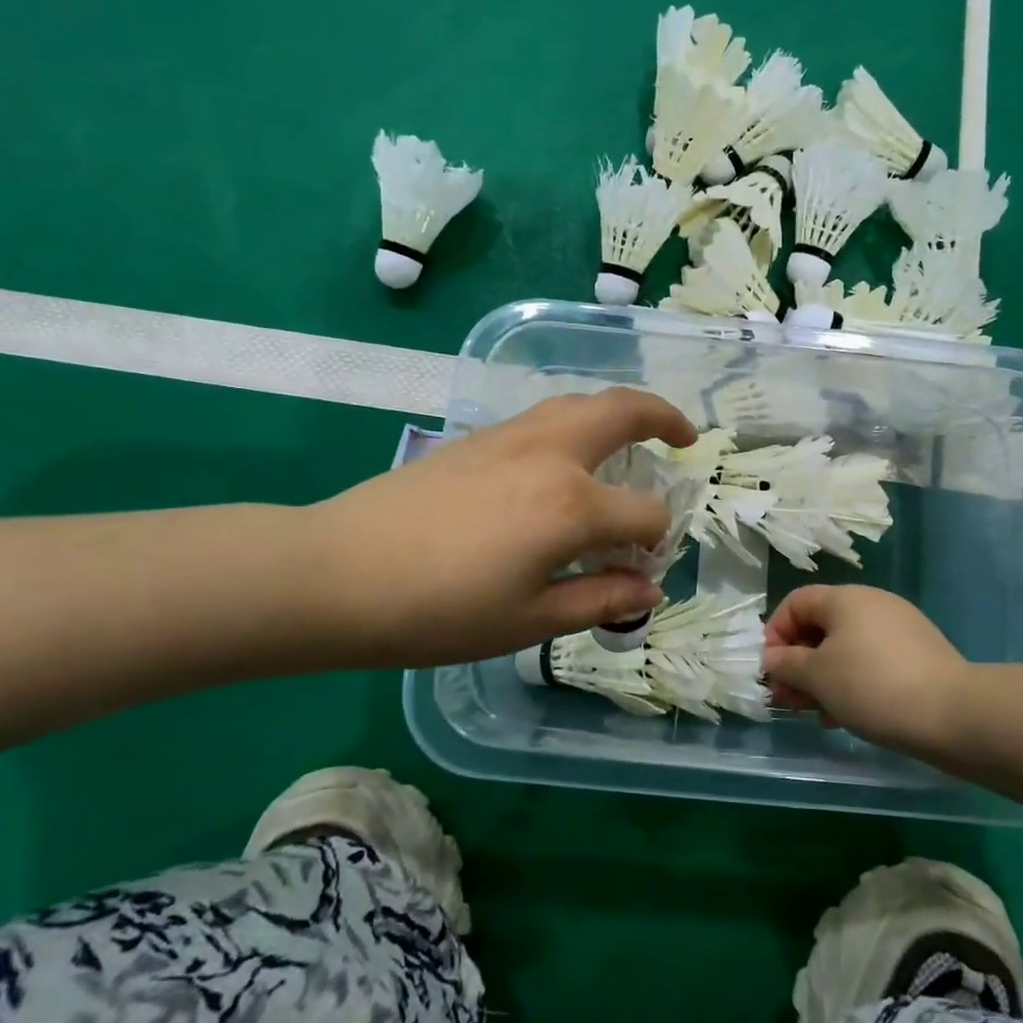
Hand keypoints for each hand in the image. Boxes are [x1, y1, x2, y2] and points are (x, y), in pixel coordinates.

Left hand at [304, 389, 695, 667]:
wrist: (338, 572)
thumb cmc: (439, 611)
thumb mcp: (529, 620)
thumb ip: (598, 598)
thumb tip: (649, 588)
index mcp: (572, 505)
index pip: (644, 514)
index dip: (655, 541)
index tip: (644, 567)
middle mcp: (552, 454)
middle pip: (625, 412)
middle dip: (665, 418)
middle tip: (684, 438)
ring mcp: (512, 436)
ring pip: (582, 402)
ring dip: (619, 412)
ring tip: (633, 438)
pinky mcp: (479, 436)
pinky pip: (547, 414)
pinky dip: (578, 421)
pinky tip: (567, 456)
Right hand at [763, 585, 971, 755]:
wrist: (953, 713)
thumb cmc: (872, 686)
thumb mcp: (817, 676)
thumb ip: (786, 664)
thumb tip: (772, 658)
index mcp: (845, 598)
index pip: (796, 602)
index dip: (775, 633)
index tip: (771, 670)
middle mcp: (872, 603)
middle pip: (821, 626)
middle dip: (799, 663)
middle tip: (790, 700)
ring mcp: (899, 628)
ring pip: (846, 647)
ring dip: (824, 677)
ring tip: (819, 715)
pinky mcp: (919, 654)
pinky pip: (872, 661)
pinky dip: (853, 682)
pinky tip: (850, 716)